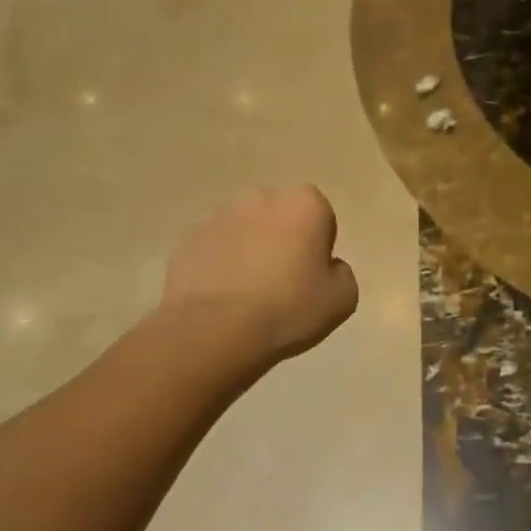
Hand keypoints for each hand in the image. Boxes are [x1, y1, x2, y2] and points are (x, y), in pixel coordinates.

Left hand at [159, 186, 358, 366]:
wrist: (212, 332)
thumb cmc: (287, 310)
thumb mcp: (342, 299)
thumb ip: (342, 272)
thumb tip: (326, 267)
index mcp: (305, 204)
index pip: (321, 217)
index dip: (319, 247)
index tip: (312, 276)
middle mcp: (262, 197)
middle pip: (281, 216)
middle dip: (283, 239)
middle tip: (282, 282)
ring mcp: (220, 216)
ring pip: (245, 229)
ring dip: (249, 250)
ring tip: (247, 294)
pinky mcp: (188, 239)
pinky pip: (215, 248)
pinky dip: (220, 264)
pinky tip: (221, 298)